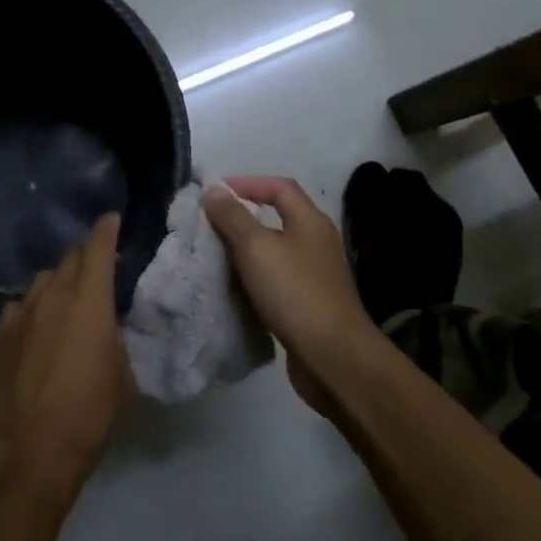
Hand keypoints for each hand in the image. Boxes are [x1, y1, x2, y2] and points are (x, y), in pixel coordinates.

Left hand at [0, 214, 133, 503]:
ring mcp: (20, 314)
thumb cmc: (90, 411)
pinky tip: (36, 326)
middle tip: (98, 265)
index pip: (98, 248)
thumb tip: (109, 328)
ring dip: (59, 281)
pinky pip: (18, 307)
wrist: (30, 448)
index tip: (112, 221)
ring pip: (42, 281)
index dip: (106, 230)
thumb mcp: (124, 374)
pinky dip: (33, 308)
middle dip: (86, 255)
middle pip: (69, 258)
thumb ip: (117, 339)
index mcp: (90, 300)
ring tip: (67, 298)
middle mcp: (53, 296)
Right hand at [201, 178, 384, 414]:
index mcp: (310, 221)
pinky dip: (254, 280)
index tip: (214, 194)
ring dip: (245, 252)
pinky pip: (276, 281)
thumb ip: (233, 218)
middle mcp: (316, 243)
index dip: (247, 184)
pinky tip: (235, 290)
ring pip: (274, 253)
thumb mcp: (256, 248)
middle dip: (242, 219)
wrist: (332, 356)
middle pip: (277, 219)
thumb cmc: (294, 292)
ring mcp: (315, 275)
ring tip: (214, 257)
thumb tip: (213, 192)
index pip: (279, 187)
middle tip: (208, 226)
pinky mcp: (309, 304)